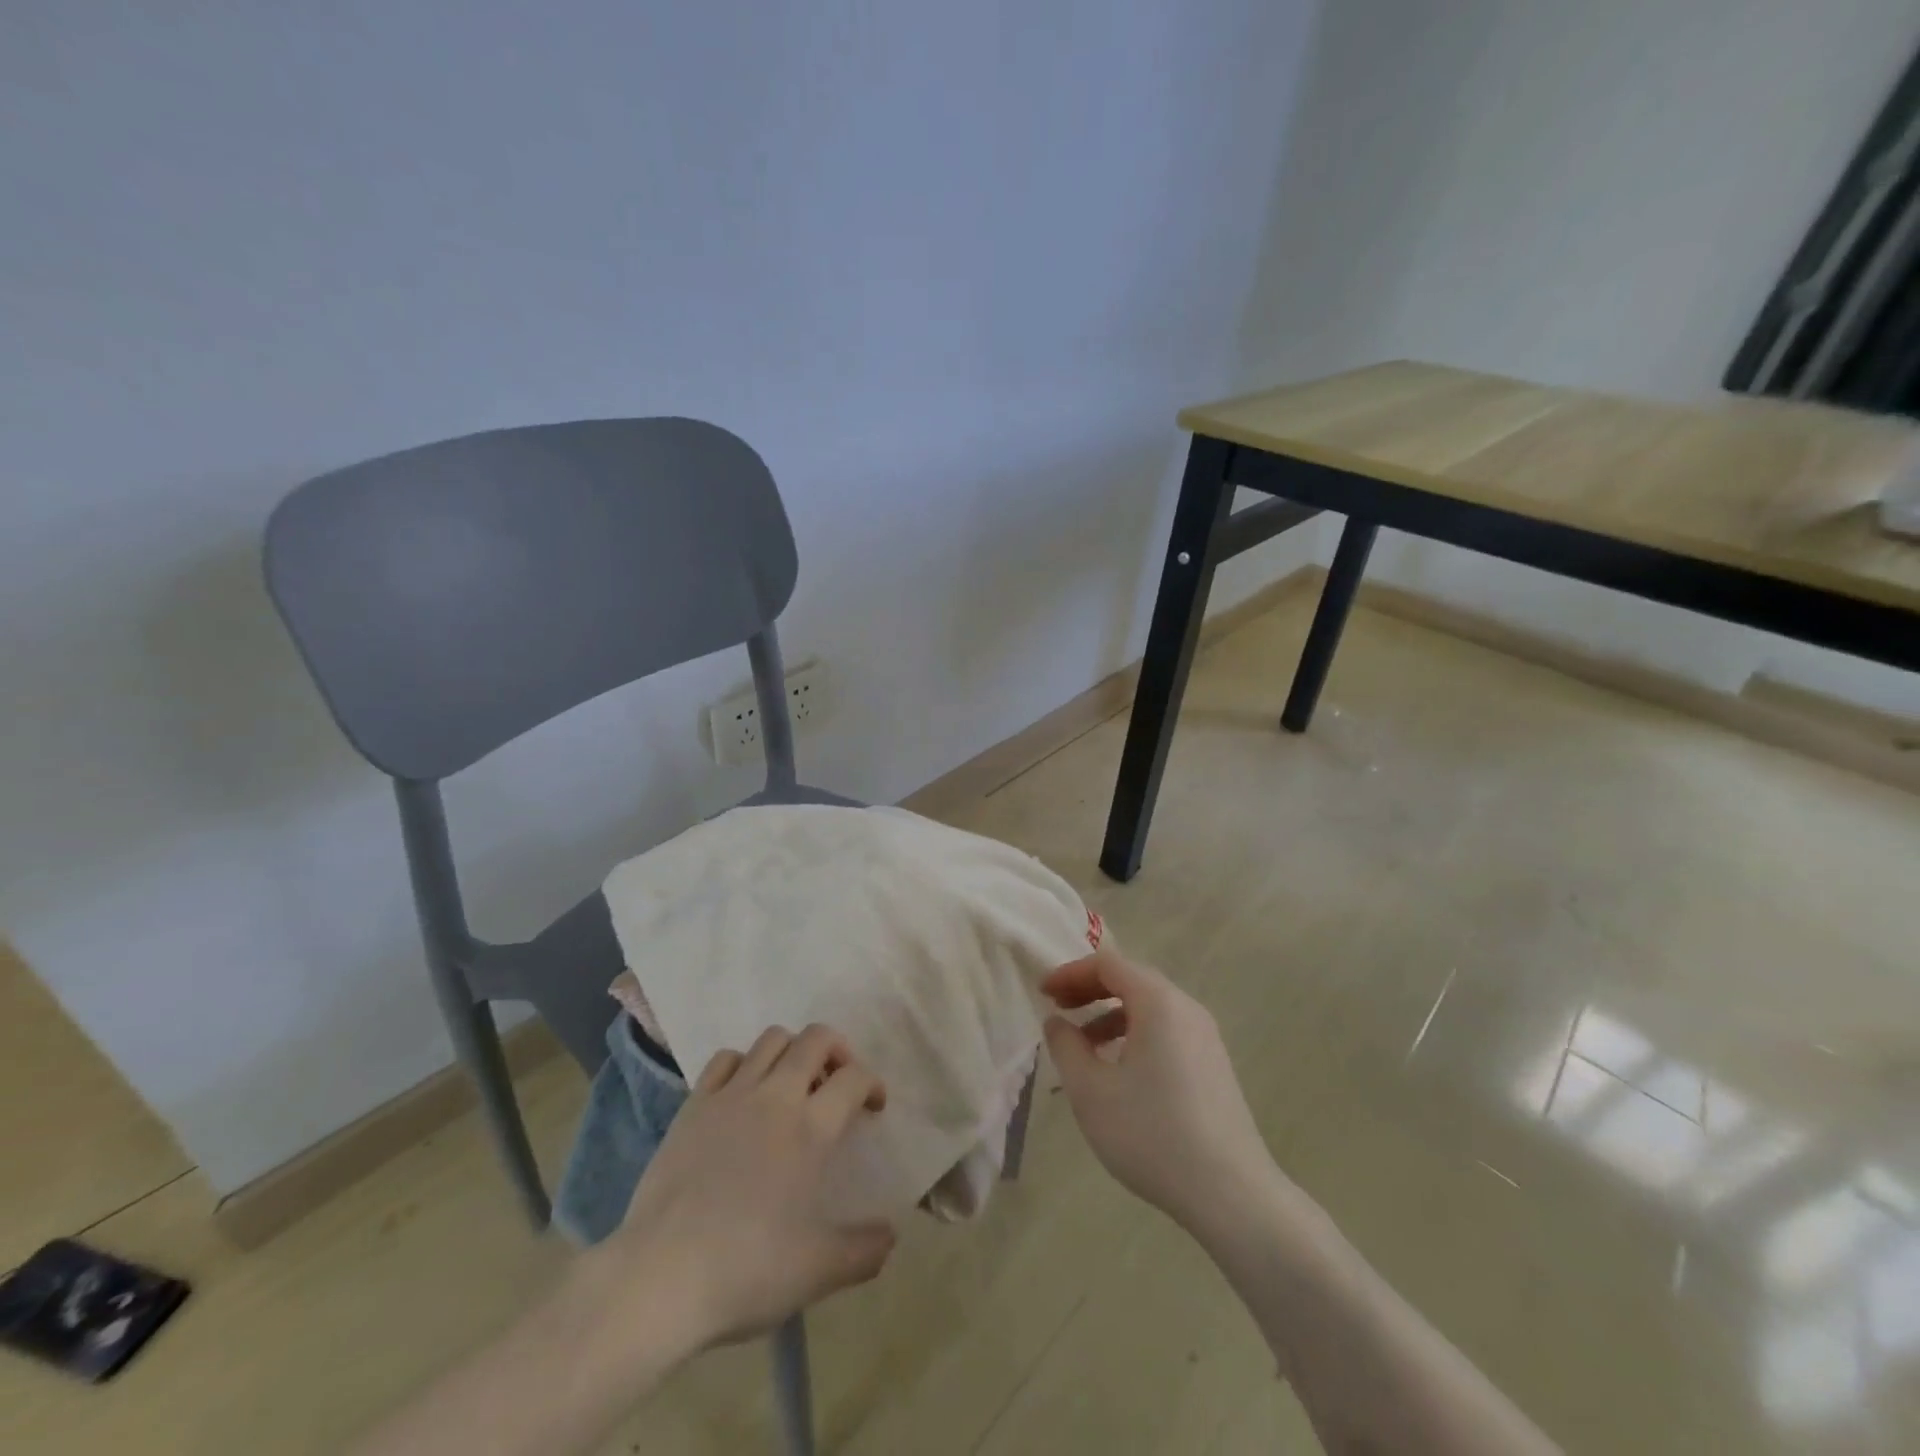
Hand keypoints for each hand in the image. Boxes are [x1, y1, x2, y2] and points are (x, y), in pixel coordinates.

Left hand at [602, 1024, 897, 1350]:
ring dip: (793, 1050)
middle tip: (838, 1081)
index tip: (873, 1107)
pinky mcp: (694, 1105)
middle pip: (816, 1038)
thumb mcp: (817, 1271)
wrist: (659, 1277)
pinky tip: (745, 1093)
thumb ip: (863, 1251)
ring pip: (772, 1039)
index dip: (872, 1083)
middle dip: (837, 1049)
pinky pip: (725, 1059)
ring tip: (794, 1083)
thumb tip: (891, 1237)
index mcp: (810, 1128)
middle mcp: (775, 1096)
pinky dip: (744, 1063)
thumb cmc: (745, 1271)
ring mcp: (730, 1095)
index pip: (854, 1078)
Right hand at [1042, 952, 1281, 1236]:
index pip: (1108, 964)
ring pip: (1149, 1007)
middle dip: (1089, 989)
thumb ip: (1066, 1047)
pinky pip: (1166, 1030)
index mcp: (1158, 1002)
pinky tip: (1119, 1072)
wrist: (1231, 1194)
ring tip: (1082, 1046)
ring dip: (1110, 1014)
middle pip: (1131, 979)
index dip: (1070, 972)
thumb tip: (1057, 1022)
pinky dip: (1134, 1034)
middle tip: (1058, 1009)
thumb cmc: (1152, 1134)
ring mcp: (1205, 1037)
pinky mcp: (1213, 1064)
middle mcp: (1186, 1008)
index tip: (1042, 993)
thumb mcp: (1091, 1091)